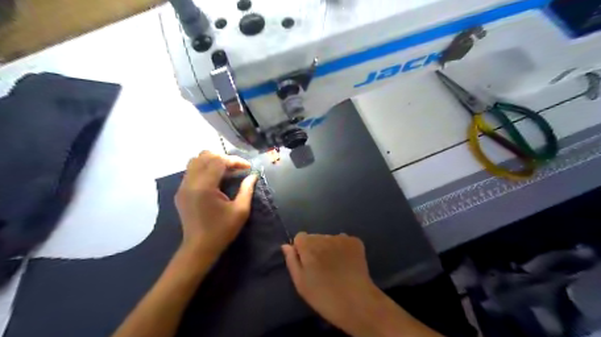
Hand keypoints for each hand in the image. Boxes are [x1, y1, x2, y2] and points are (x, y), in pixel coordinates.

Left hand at [174, 151, 257, 259]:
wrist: (199, 248)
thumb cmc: (222, 231)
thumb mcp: (240, 211)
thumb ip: (247, 189)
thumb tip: (253, 175)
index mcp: (205, 187)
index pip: (219, 161)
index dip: (235, 161)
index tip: (248, 168)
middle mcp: (190, 183)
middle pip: (205, 156)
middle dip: (223, 158)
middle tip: (236, 169)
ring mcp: (183, 187)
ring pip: (195, 160)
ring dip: (212, 161)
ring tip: (225, 171)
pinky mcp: (180, 191)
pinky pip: (191, 171)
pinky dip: (204, 168)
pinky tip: (214, 179)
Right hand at [281, 233, 383, 336]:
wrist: (357, 302)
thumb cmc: (324, 296)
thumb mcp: (301, 283)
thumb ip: (292, 261)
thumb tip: (286, 246)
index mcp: (308, 245)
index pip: (300, 237)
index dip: (301, 250)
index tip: (307, 265)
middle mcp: (324, 237)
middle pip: (315, 237)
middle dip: (315, 248)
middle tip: (322, 269)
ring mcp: (342, 238)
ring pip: (329, 239)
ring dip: (329, 248)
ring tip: (335, 268)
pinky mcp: (356, 242)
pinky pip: (344, 241)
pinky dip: (343, 249)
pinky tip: (346, 264)